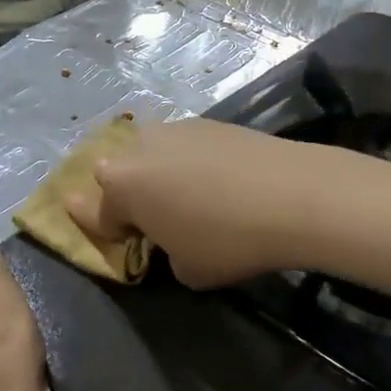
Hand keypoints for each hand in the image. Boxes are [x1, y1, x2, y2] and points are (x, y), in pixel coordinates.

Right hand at [66, 118, 319, 288]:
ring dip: (159, 173)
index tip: (120, 237)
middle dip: (129, 194)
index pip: (98, 212)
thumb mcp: (187, 270)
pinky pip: (185, 146)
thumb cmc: (228, 241)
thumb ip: (164, 251)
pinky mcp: (209, 121)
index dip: (107, 230)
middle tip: (155, 217)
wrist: (292, 194)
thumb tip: (173, 235)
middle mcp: (139, 149)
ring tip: (190, 197)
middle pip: (119, 173)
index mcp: (121, 187)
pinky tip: (219, 180)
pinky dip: (191, 162)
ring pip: (152, 153)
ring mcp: (175, 129)